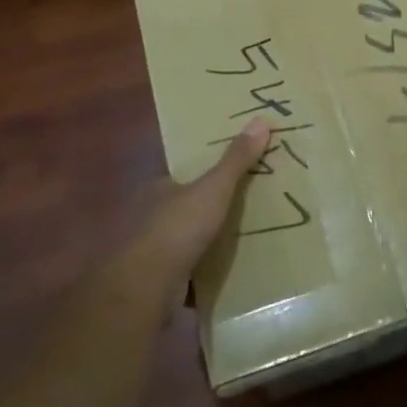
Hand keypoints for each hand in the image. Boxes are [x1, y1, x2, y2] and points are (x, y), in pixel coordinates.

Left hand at [136, 118, 269, 282]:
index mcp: (156, 189)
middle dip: (203, 211)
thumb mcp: (214, 188)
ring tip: (238, 243)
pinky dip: (198, 274)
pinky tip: (221, 276)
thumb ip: (236, 159)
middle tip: (240, 210)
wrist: (145, 287)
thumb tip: (262, 119)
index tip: (227, 177)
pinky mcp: (154, 282)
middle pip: (180, 208)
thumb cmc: (177, 228)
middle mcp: (147, 217)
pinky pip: (183, 273)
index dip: (201, 175)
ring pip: (180, 241)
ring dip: (201, 244)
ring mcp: (148, 251)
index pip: (179, 176)